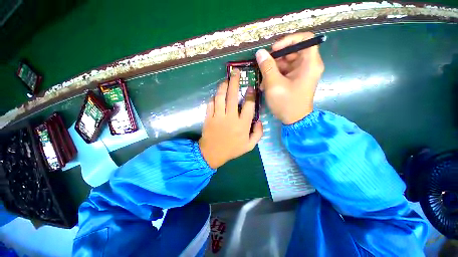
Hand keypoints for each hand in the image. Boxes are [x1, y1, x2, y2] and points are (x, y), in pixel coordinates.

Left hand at [199, 69, 262, 168]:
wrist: (212, 153)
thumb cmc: (232, 149)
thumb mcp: (249, 145)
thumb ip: (258, 133)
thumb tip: (259, 121)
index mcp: (242, 124)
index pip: (248, 105)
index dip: (250, 95)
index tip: (250, 87)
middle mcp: (230, 118)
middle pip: (233, 96)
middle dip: (235, 82)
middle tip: (236, 72)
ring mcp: (218, 116)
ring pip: (220, 97)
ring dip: (223, 86)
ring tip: (226, 80)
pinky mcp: (208, 117)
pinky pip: (210, 104)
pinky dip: (213, 98)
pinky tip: (216, 95)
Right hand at [255, 32, 323, 124]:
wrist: (294, 120)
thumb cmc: (286, 103)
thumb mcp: (274, 84)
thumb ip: (267, 67)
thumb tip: (260, 53)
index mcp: (309, 63)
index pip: (305, 39)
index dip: (288, 40)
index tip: (274, 50)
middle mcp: (308, 65)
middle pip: (293, 51)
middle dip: (276, 58)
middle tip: (263, 67)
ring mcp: (302, 73)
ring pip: (287, 62)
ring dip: (273, 69)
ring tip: (263, 81)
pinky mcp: (296, 79)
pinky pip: (285, 71)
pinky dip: (275, 76)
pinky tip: (266, 85)